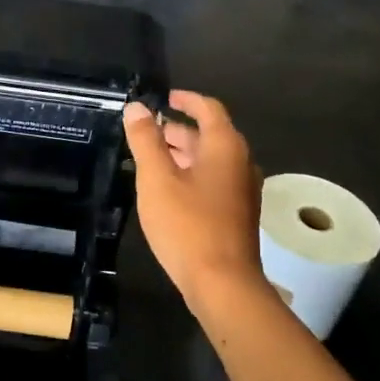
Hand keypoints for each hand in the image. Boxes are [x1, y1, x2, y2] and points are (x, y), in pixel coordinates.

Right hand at [122, 92, 265, 309]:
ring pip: (211, 160)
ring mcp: (242, 190)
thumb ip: (145, 141)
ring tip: (152, 158)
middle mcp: (241, 163)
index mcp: (225, 147)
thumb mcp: (157, 179)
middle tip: (148, 130)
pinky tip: (168, 190)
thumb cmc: (187, 225)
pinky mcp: (237, 214)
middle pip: (210, 135)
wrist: (222, 282)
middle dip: (179, 129)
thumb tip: (137, 108)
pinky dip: (191, 174)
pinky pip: (214, 181)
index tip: (165, 97)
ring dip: (184, 153)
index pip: (209, 109)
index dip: (186, 99)